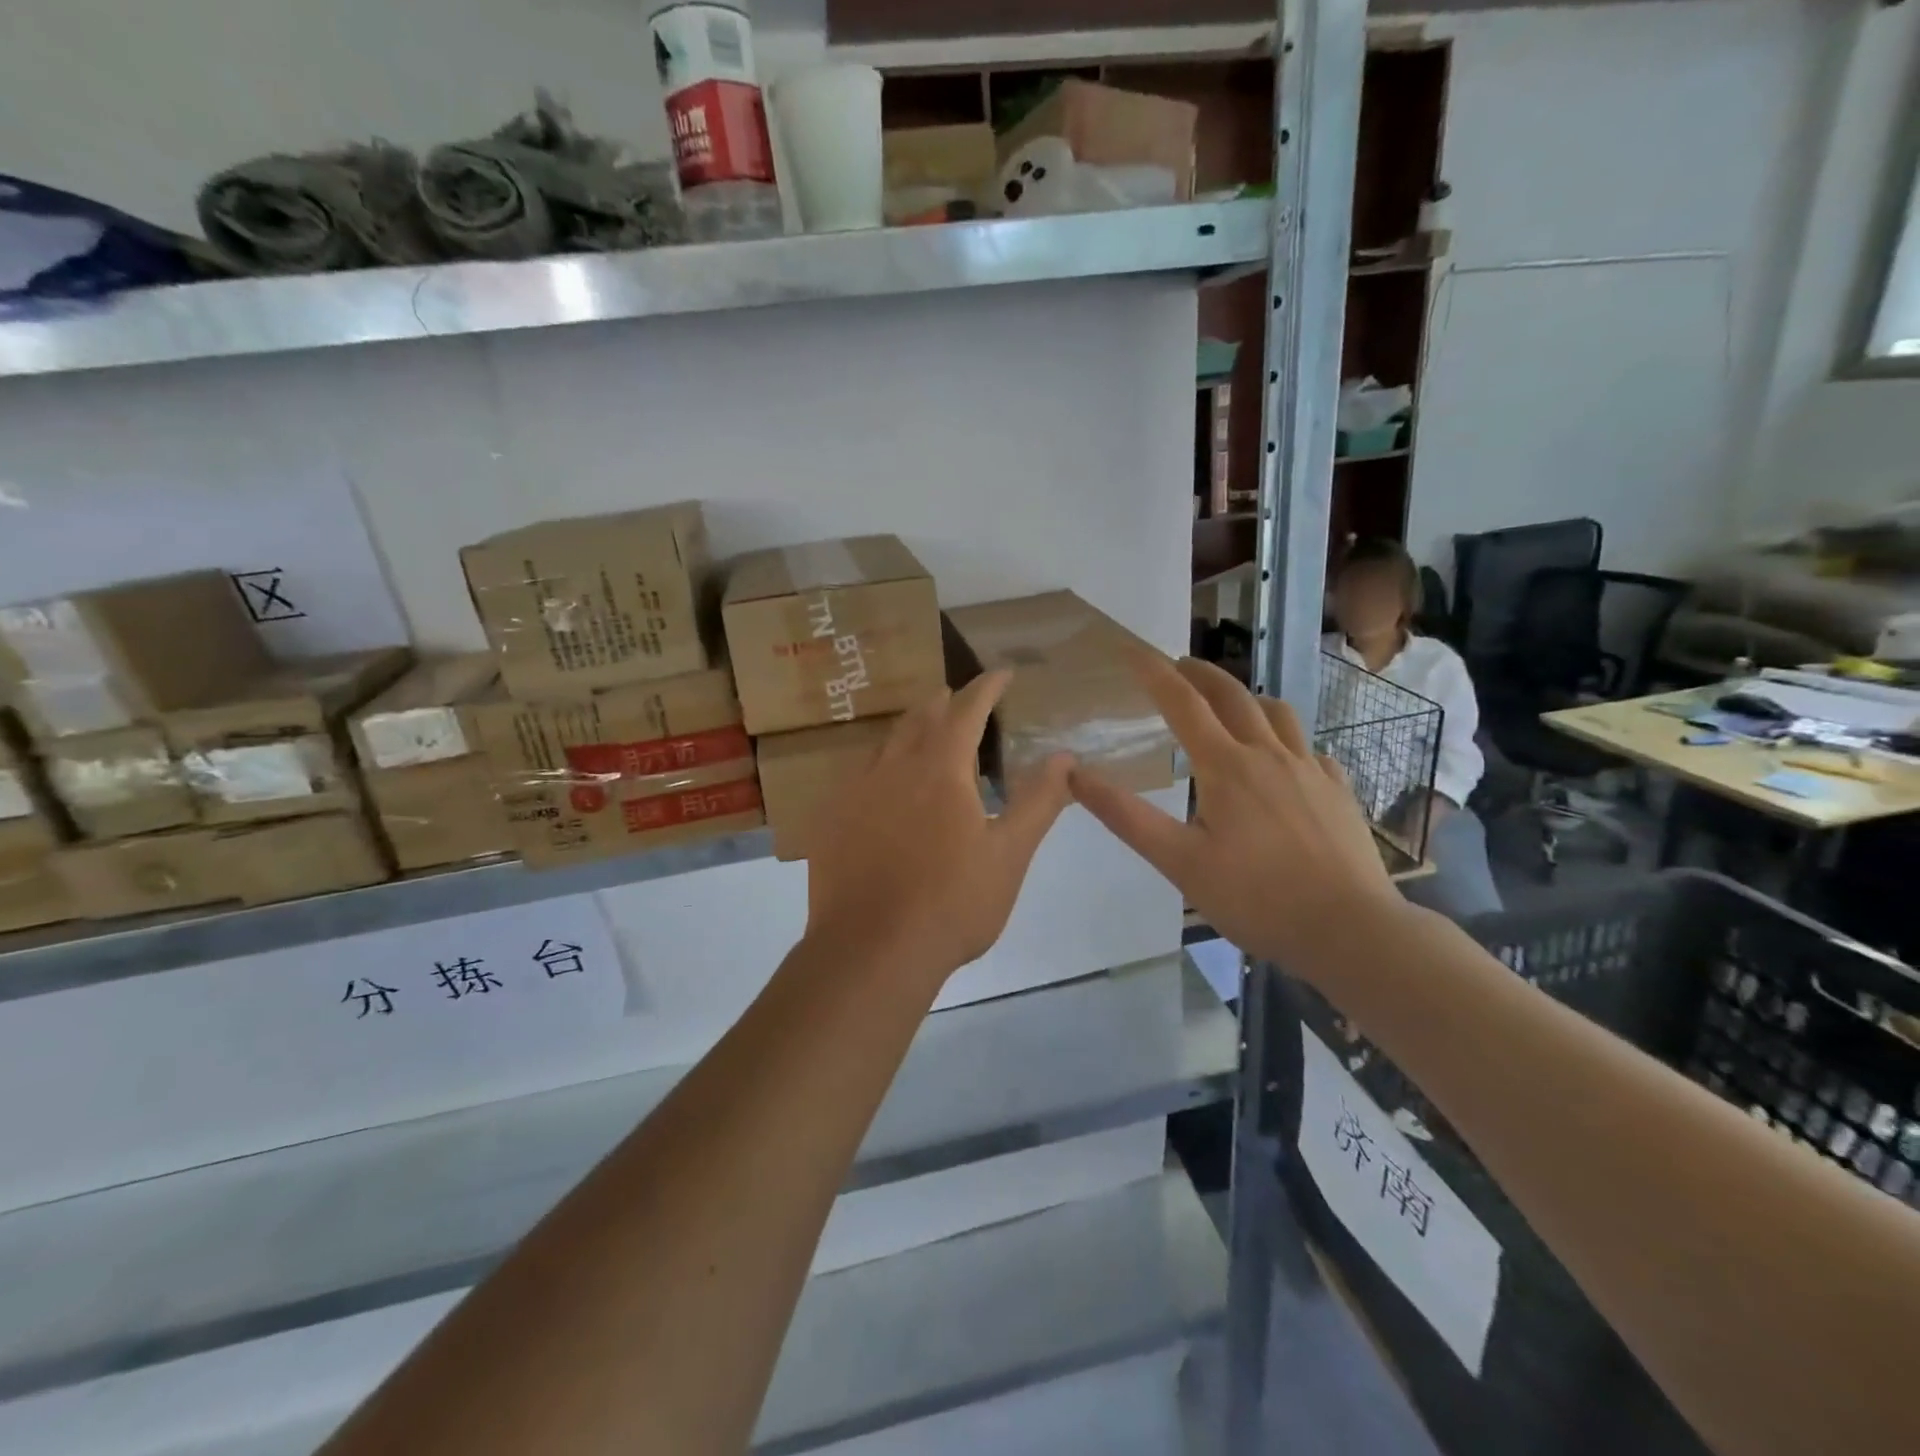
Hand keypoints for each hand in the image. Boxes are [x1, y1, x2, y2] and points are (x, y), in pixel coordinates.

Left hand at [804, 670, 1073, 984]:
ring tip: (925, 734)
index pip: (967, 709)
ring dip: (911, 730)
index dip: (987, 687)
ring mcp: (856, 791)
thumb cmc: (952, 902)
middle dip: (946, 703)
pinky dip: (882, 765)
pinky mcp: (832, 819)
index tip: (1002, 673)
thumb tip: (1063, 757)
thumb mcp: (1009, 854)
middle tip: (963, 701)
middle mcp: (894, 767)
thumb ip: (1038, 801)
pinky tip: (884, 786)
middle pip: (921, 718)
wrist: (870, 951)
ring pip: (886, 743)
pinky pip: (859, 774)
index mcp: (941, 768)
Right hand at [1069, 653, 1401, 977]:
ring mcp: (1312, 770)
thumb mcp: (1179, 862)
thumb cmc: (1256, 898)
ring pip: (1278, 714)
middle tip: (1178, 665)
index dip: (1153, 671)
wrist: (1350, 930)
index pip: (1182, 702)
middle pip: (1232, 695)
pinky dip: (1287, 741)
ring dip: (1247, 698)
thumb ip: (1126, 816)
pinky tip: (1285, 762)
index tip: (1131, 648)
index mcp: (1226, 766)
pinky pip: (1311, 749)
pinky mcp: (1339, 792)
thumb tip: (1075, 774)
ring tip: (1231, 705)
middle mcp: (1270, 754)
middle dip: (1200, 673)